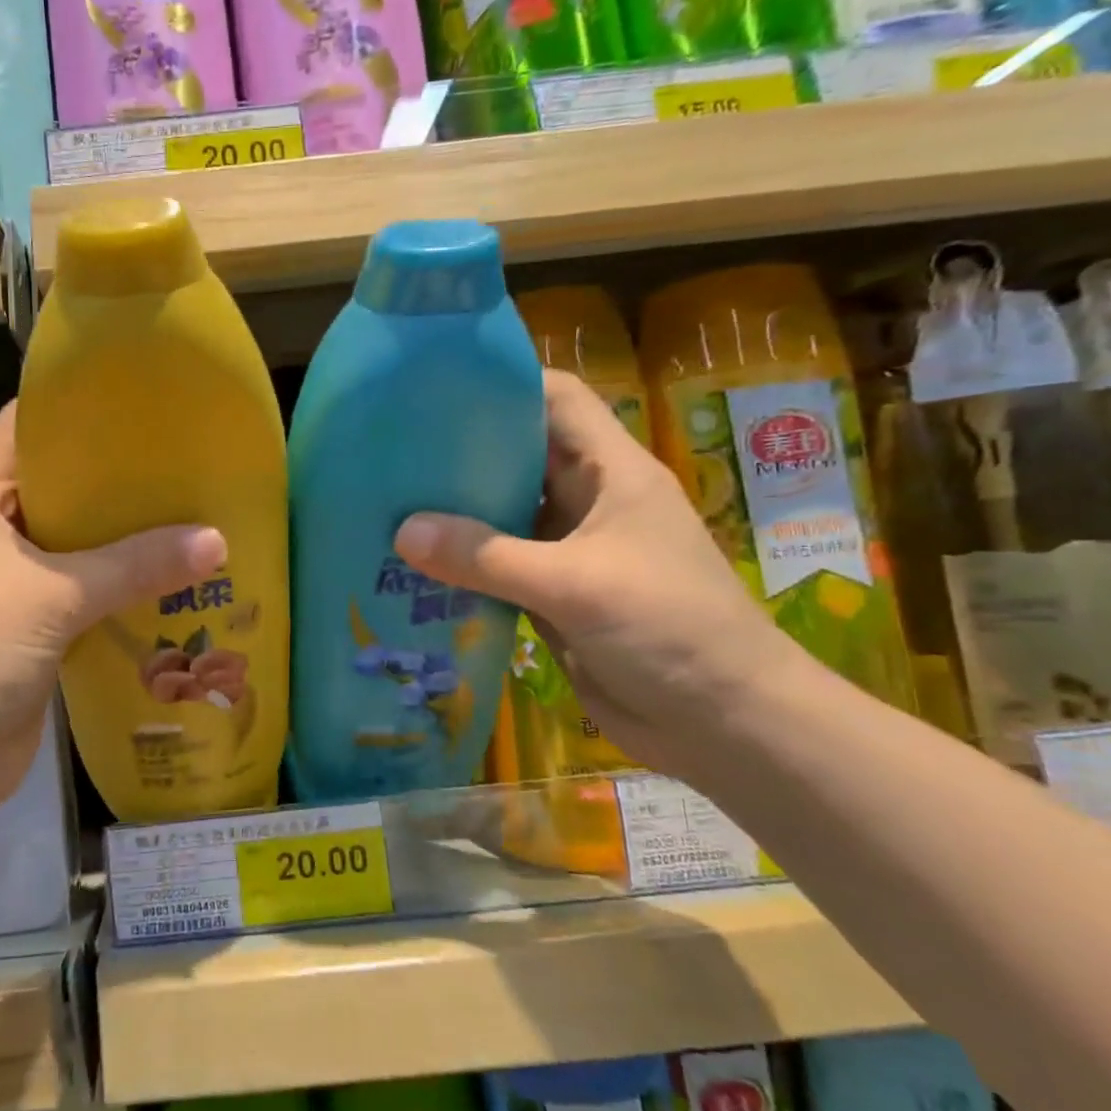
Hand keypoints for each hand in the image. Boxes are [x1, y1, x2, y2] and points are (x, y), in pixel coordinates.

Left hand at [0, 403, 226, 825]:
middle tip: (187, 463)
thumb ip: (137, 565)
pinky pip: (86, 598)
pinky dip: (123, 592)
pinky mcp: (34, 632)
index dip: (75, 406)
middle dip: (120, 480)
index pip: (25, 427)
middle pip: (62, 488)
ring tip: (195, 518)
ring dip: (128, 542)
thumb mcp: (56, 593)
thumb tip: (219, 541)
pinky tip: (175, 586)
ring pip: (79, 548)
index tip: (140, 397)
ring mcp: (12, 586)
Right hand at [393, 368, 807, 778]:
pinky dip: (459, 563)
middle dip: (458, 451)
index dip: (504, 384)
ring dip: (452, 512)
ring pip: (500, 514)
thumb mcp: (575, 584)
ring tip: (386, 503)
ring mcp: (567, 550)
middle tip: (388, 451)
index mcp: (610, 471)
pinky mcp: (551, 594)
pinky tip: (411, 565)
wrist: (725, 725)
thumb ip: (486, 557)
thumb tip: (401, 530)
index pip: (557, 400)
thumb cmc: (670, 630)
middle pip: (517, 455)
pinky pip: (495, 566)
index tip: (434, 389)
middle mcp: (586, 500)